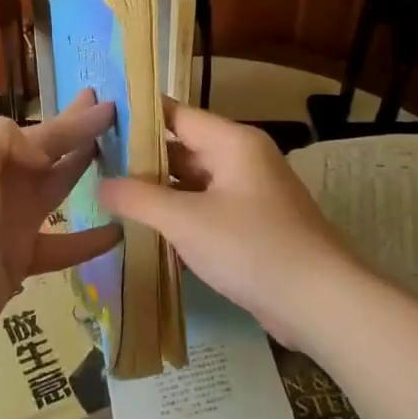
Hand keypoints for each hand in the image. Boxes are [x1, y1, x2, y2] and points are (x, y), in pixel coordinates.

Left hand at [0, 92, 121, 356]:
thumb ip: (3, 142)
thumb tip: (43, 152)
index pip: (38, 132)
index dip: (72, 120)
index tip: (106, 104)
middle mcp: (0, 185)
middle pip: (48, 153)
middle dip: (77, 133)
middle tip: (112, 115)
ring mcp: (9, 224)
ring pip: (57, 191)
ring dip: (83, 174)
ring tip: (121, 163)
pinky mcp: (18, 261)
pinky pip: (62, 246)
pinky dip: (88, 241)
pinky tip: (118, 233)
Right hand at [97, 100, 356, 351]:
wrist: (323, 304)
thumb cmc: (253, 248)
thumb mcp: (186, 221)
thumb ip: (138, 198)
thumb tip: (100, 183)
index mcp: (232, 142)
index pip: (175, 114)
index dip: (136, 115)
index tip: (96, 120)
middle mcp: (242, 159)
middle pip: (182, 147)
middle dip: (141, 157)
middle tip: (94, 162)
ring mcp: (249, 193)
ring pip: (192, 180)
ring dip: (157, 189)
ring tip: (110, 193)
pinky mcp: (252, 225)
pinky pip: (206, 207)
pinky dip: (178, 213)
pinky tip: (145, 227)